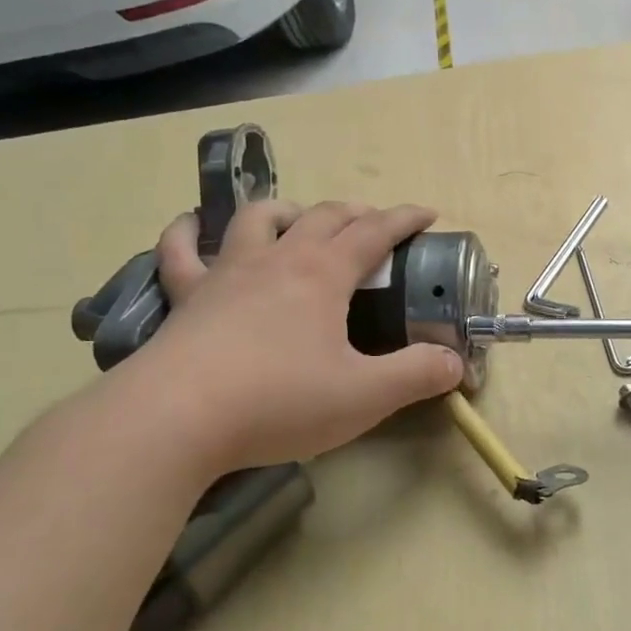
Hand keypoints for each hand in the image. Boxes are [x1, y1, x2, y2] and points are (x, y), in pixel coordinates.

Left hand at [121, 201, 463, 473]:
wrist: (176, 419)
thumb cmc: (278, 401)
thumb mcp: (364, 396)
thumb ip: (416, 375)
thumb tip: (455, 363)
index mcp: (323, 274)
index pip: (374, 231)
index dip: (404, 219)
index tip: (426, 214)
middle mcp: (277, 260)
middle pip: (322, 217)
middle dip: (355, 213)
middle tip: (373, 225)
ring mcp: (227, 273)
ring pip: (258, 219)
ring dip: (286, 211)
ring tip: (299, 221)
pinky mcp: (186, 297)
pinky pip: (180, 251)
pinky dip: (187, 232)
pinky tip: (191, 226)